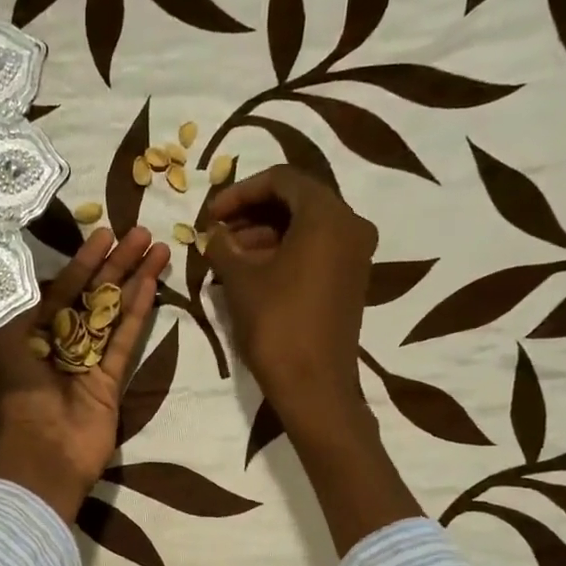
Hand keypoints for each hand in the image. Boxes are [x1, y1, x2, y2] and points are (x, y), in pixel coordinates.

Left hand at [0, 226, 169, 522]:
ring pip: (112, 313)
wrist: (43, 453)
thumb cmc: (17, 392)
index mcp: (24, 333)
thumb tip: (31, 266)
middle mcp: (55, 343)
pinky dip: (138, 312)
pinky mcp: (109, 380)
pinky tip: (153, 283)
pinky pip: (125, 339)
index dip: (81, 261)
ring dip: (133, 280)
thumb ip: (16, 301)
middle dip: (114, 264)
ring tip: (157, 247)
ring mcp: (84, 362)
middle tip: (140, 232)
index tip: (104, 234)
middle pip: (89, 295)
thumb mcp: (0, 339)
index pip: (57, 288)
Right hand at [202, 165, 378, 441]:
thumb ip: (223, 246)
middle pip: (296, 200)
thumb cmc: (276, 325)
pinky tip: (250, 272)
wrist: (314, 385)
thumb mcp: (241, 281)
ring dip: (264, 234)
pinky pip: (315, 249)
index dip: (239, 192)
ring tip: (226, 256)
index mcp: (327, 215)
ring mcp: (355, 253)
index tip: (211, 214)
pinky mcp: (351, 278)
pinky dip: (283, 252)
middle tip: (217, 232)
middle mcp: (350, 225)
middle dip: (252, 212)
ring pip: (305, 226)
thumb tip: (213, 233)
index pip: (281, 180)